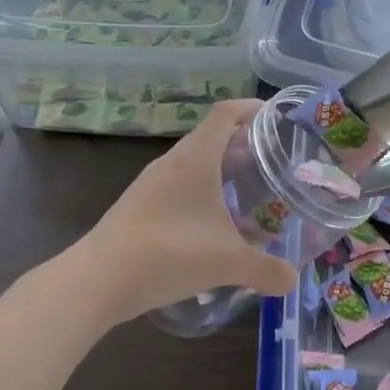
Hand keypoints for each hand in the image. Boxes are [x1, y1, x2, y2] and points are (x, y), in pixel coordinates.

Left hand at [75, 100, 297, 323]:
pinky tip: (214, 223)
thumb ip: (266, 270)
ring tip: (249, 193)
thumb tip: (293, 280)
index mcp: (196, 158)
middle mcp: (173, 162)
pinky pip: (179, 185)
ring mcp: (152, 183)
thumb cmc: (168, 254)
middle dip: (245, 145)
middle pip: (213, 137)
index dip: (252, 108)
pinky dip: (203, 192)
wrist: (96, 281)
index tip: (277, 118)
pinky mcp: (139, 205)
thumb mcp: (227, 262)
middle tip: (273, 163)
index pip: (226, 113)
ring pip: (195, 163)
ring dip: (222, 170)